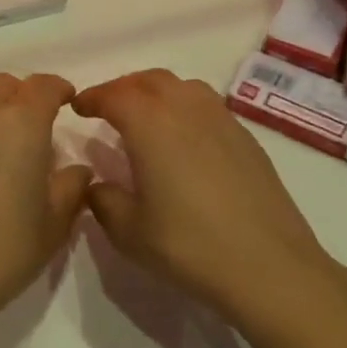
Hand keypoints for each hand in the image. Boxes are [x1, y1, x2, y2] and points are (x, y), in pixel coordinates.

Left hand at [0, 73, 92, 339]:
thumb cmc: (5, 247)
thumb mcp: (55, 222)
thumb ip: (72, 186)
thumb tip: (76, 169)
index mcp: (21, 121)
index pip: (43, 86)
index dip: (57, 89)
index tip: (65, 101)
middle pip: (2, 86)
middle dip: (20, 98)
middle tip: (28, 129)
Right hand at [71, 69, 335, 322]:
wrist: (269, 267)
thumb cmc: (188, 246)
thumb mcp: (128, 231)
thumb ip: (103, 200)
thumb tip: (98, 184)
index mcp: (150, 124)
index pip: (114, 95)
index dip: (92, 98)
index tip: (78, 107)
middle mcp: (186, 109)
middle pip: (150, 80)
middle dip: (123, 88)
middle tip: (108, 108)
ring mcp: (222, 121)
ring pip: (183, 87)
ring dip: (157, 93)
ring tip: (145, 118)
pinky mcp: (247, 139)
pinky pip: (207, 107)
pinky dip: (185, 109)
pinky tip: (184, 140)